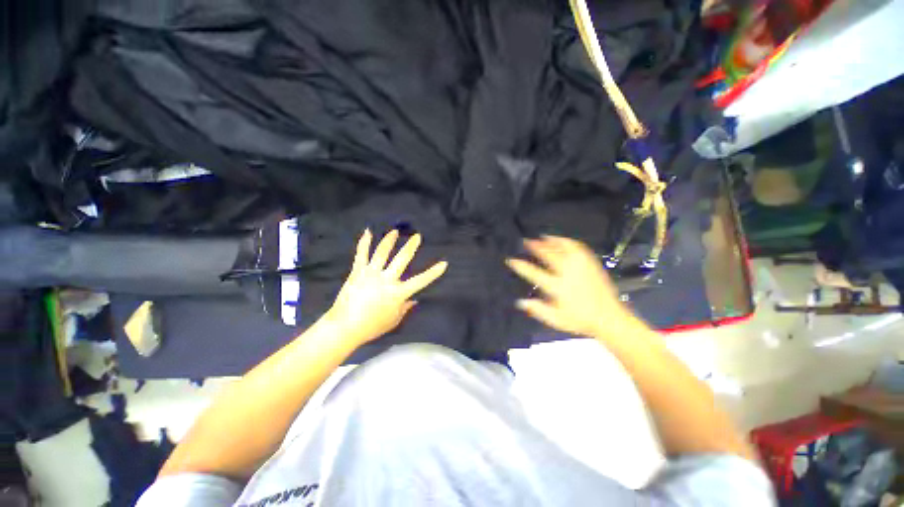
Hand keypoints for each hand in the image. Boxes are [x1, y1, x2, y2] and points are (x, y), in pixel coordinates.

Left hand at [321, 229, 446, 347]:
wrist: (345, 327)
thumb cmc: (372, 327)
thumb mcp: (394, 320)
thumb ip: (405, 308)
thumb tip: (413, 301)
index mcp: (398, 293)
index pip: (421, 280)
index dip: (433, 272)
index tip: (444, 263)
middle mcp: (387, 279)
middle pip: (402, 259)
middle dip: (411, 246)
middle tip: (417, 236)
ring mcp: (371, 273)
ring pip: (382, 252)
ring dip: (390, 240)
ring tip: (395, 231)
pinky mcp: (357, 272)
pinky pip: (361, 254)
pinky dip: (364, 242)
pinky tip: (368, 232)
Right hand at [506, 236, 637, 338]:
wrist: (609, 318)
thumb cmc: (580, 320)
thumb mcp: (556, 320)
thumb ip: (537, 310)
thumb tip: (520, 301)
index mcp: (557, 287)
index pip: (534, 273)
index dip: (521, 266)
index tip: (511, 260)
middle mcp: (568, 273)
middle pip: (548, 255)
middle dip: (535, 247)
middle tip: (525, 241)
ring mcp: (581, 267)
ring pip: (563, 248)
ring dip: (551, 241)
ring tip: (542, 236)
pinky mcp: (591, 264)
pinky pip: (578, 248)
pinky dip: (568, 242)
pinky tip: (563, 240)